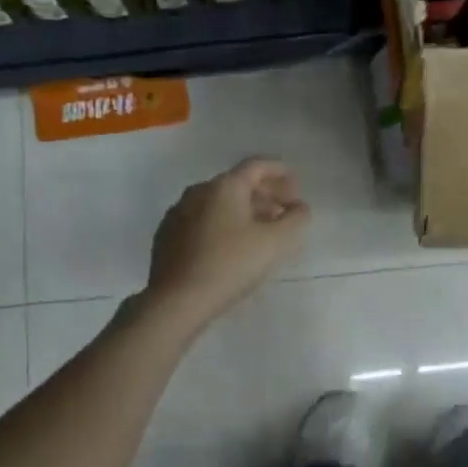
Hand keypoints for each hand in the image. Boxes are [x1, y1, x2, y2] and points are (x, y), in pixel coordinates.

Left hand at [144, 158, 309, 325]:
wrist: (177, 301)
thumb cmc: (230, 265)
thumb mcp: (275, 243)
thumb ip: (295, 220)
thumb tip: (300, 208)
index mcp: (224, 187)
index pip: (257, 166)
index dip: (280, 172)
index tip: (296, 186)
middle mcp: (198, 192)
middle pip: (237, 184)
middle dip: (265, 194)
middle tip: (284, 211)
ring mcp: (178, 213)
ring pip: (219, 203)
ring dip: (244, 211)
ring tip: (262, 231)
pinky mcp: (167, 236)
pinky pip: (202, 220)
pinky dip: (223, 224)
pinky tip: (232, 246)